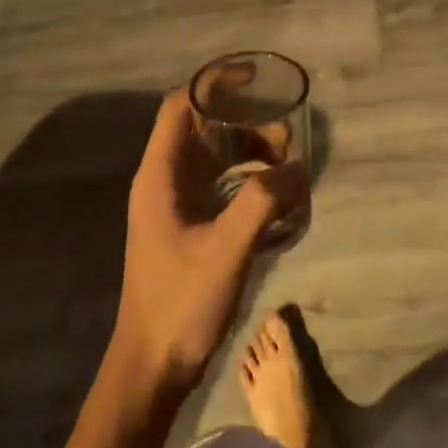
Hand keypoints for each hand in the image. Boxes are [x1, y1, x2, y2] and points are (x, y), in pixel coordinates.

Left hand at [112, 88, 302, 396]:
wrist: (150, 368)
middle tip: (285, 137)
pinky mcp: (186, 226)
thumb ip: (263, 202)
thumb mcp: (227, 248)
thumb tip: (297, 168)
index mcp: (160, 174)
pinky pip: (218, 185)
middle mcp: (163, 179)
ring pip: (213, 157)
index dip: (214, 82)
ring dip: (248, 153)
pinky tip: (274, 197)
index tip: (255, 79)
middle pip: (202, 127)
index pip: (181, 104)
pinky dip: (245, 180)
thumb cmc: (181, 303)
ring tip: (286, 166)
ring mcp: (174, 204)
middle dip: (245, 123)